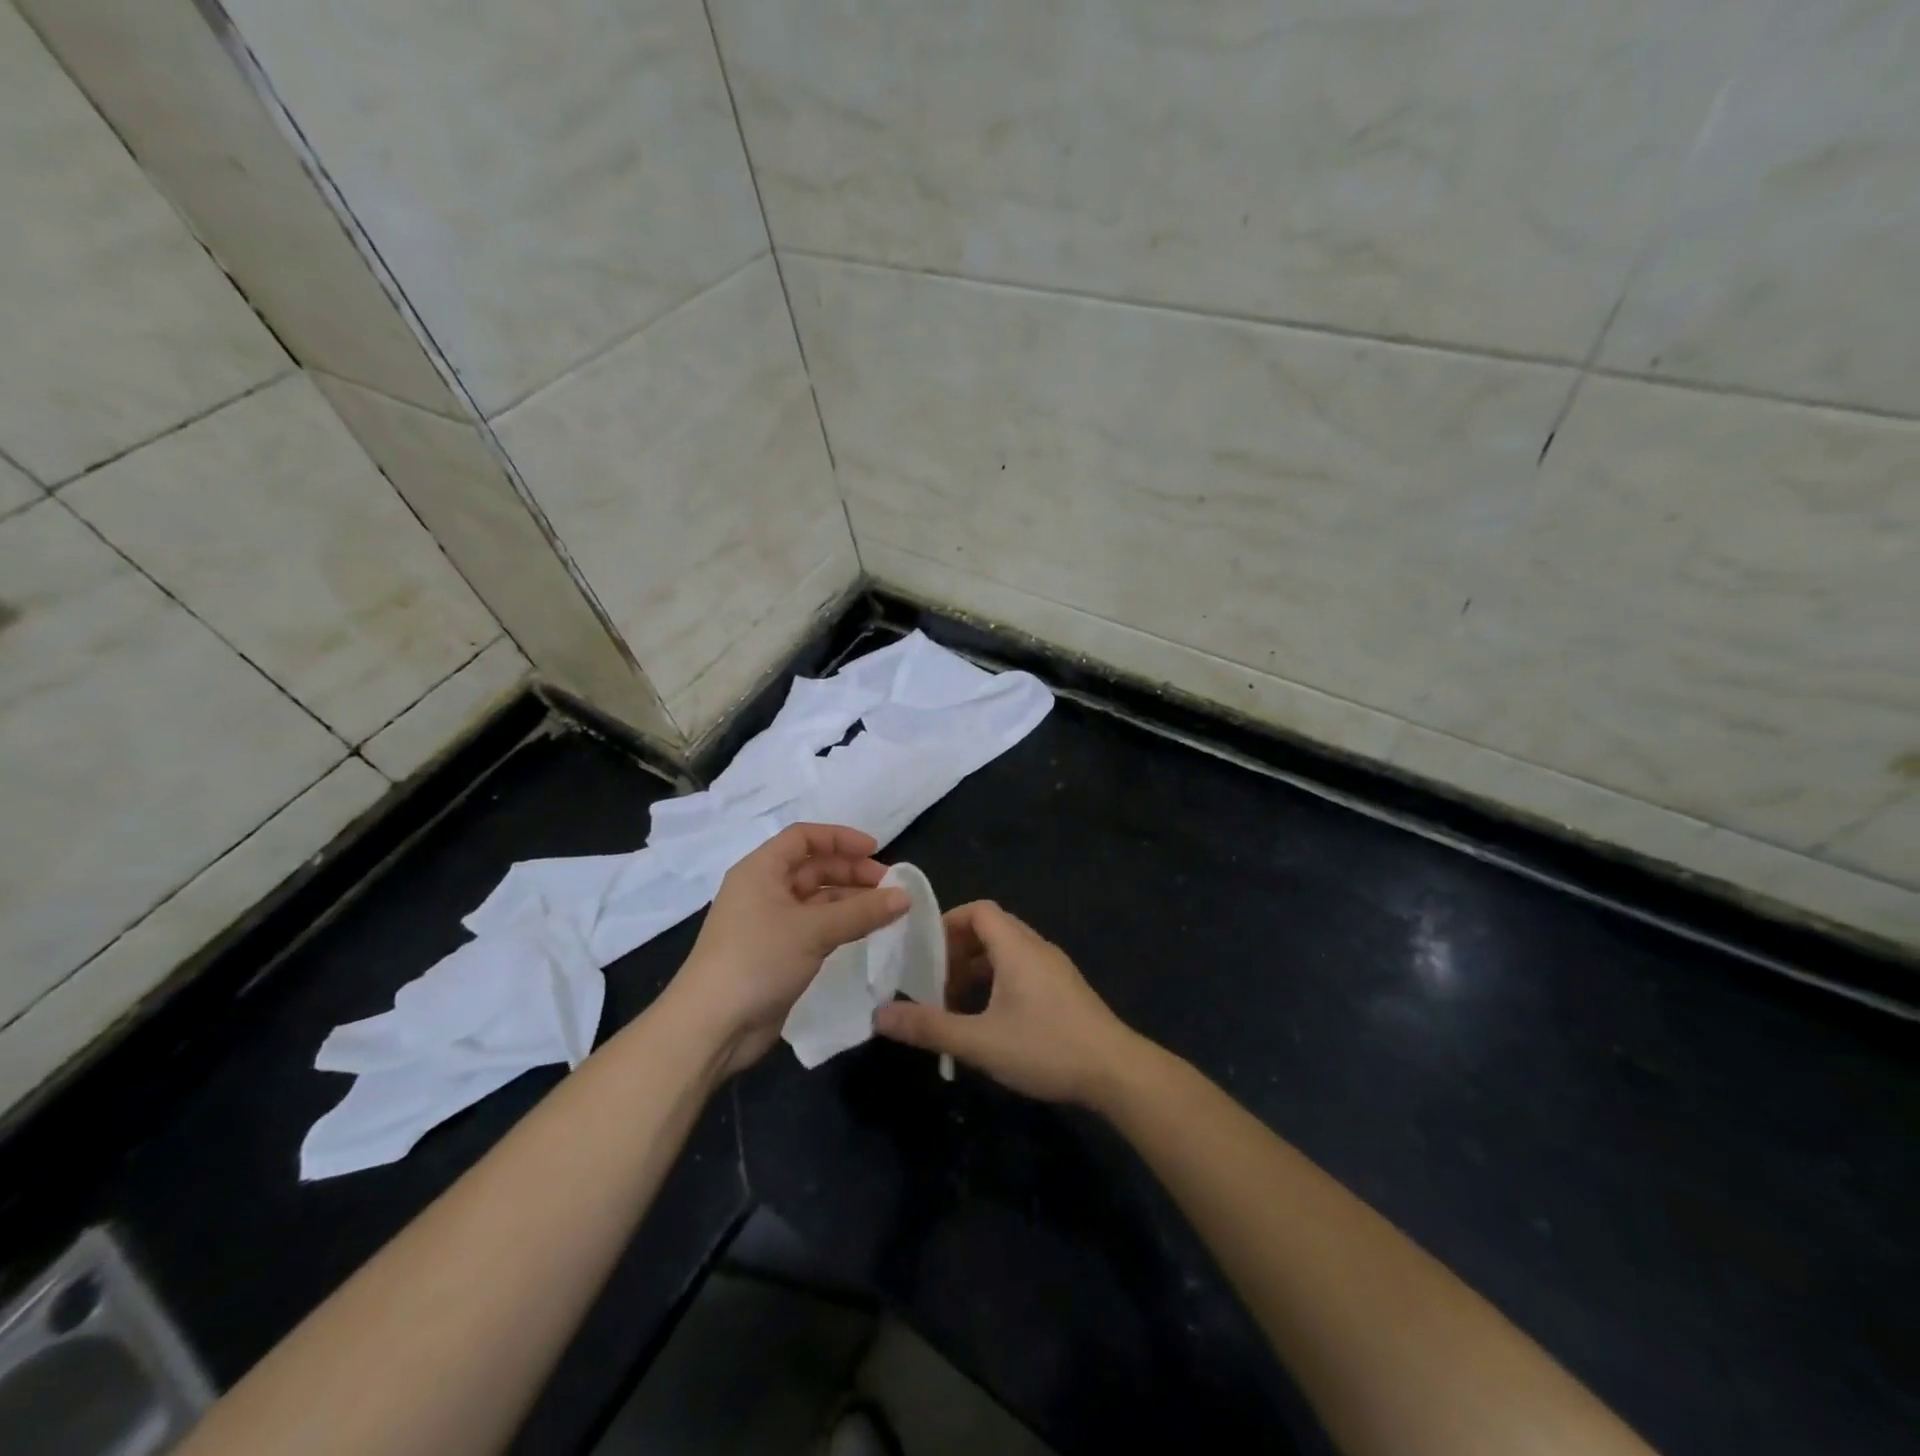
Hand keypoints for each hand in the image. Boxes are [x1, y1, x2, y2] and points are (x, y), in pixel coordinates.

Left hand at [668, 823, 907, 1076]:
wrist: (712, 1026)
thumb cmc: (758, 960)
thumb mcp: (814, 930)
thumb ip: (862, 911)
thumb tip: (905, 896)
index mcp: (761, 870)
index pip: (804, 838)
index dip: (840, 839)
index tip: (877, 850)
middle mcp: (763, 890)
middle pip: (813, 867)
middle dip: (851, 872)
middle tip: (890, 887)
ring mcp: (768, 923)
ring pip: (816, 899)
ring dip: (850, 900)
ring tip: (887, 911)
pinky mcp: (776, 953)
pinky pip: (814, 927)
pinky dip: (840, 925)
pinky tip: (865, 933)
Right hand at [874, 901, 1141, 1106]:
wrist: (1116, 1072)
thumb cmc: (1046, 1047)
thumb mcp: (980, 1041)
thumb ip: (930, 1026)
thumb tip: (880, 1015)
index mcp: (1016, 947)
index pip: (979, 910)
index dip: (948, 923)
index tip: (925, 953)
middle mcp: (1036, 947)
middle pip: (991, 929)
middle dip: (958, 951)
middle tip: (934, 983)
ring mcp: (1054, 968)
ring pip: (1007, 952)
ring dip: (978, 969)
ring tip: (955, 1005)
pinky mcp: (1064, 989)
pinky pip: (1023, 969)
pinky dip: (998, 982)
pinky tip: (989, 1020)